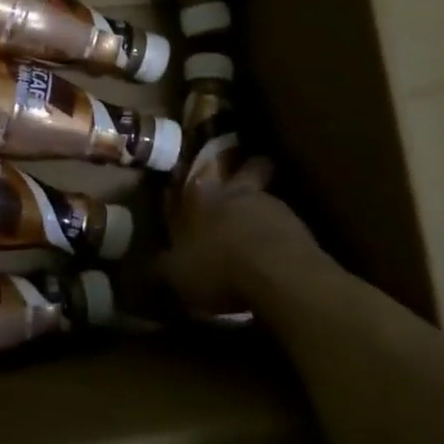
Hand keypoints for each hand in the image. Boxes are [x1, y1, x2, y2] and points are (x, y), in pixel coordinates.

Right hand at [162, 160, 325, 316]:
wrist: (278, 275)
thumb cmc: (218, 266)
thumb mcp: (177, 274)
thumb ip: (161, 268)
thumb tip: (143, 268)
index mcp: (203, 197)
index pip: (199, 173)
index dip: (201, 172)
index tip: (202, 172)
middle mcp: (238, 193)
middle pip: (249, 168)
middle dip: (247, 169)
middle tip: (245, 176)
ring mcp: (273, 207)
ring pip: (268, 197)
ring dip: (262, 209)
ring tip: (259, 230)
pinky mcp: (301, 228)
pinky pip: (287, 226)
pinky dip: (280, 236)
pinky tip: (276, 254)